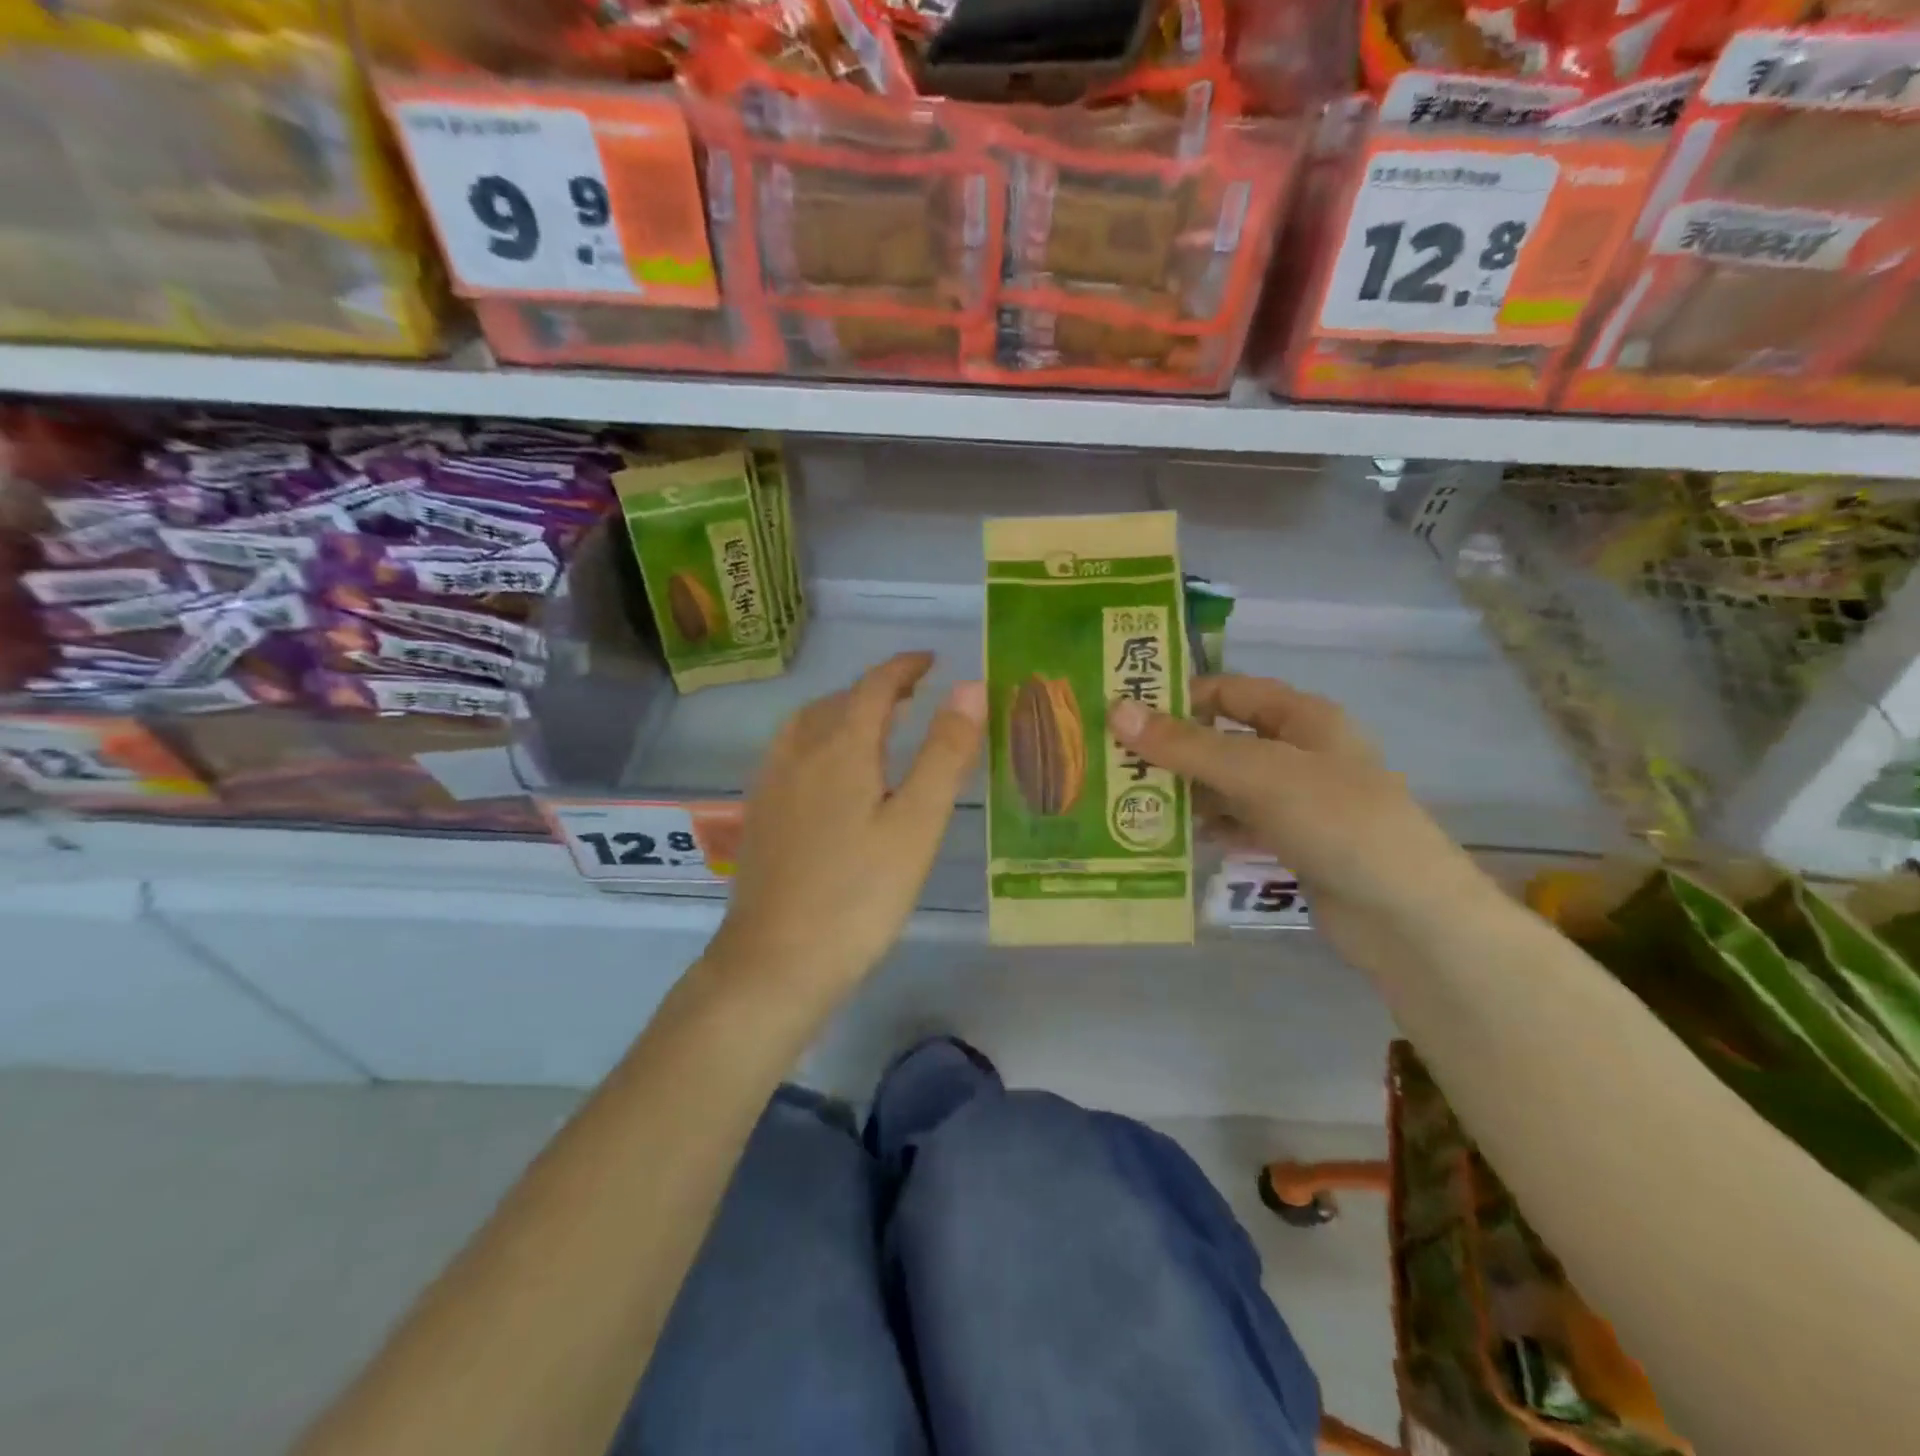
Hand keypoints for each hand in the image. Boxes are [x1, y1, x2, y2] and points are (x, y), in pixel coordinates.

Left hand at [709, 652, 984, 1000]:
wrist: (777, 961)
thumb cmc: (860, 895)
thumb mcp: (917, 824)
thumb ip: (945, 753)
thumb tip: (969, 687)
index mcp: (841, 747)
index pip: (874, 686)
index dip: (904, 667)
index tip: (931, 661)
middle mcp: (799, 752)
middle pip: (838, 701)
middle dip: (877, 689)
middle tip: (913, 696)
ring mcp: (771, 783)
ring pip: (808, 725)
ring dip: (843, 712)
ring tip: (874, 726)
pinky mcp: (759, 814)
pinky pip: (790, 752)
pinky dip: (819, 740)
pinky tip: (829, 772)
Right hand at [1107, 675, 1494, 955]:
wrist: (1406, 915)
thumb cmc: (1336, 821)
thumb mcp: (1256, 773)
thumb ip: (1186, 745)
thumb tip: (1117, 710)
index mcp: (1302, 717)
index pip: (1228, 690)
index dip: (1179, 695)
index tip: (1124, 711)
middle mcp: (1299, 751)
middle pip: (1223, 738)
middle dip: (1173, 749)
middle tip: (1114, 761)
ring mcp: (1298, 799)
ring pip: (1227, 783)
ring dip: (1186, 790)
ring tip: (1129, 800)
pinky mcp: (1294, 841)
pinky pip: (1239, 822)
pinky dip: (1209, 825)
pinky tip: (1172, 836)